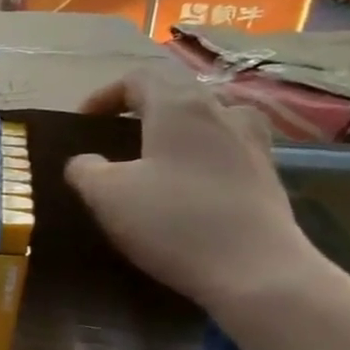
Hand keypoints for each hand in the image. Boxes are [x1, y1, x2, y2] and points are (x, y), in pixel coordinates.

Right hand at [66, 72, 320, 314]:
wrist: (256, 271)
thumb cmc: (172, 222)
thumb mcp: (106, 195)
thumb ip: (85, 169)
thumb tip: (84, 161)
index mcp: (179, 107)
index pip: (138, 78)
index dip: (104, 95)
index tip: (82, 122)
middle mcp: (221, 112)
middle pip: (176, 93)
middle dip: (140, 110)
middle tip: (114, 138)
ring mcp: (252, 142)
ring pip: (207, 118)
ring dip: (176, 129)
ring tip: (155, 157)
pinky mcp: (267, 175)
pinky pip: (226, 148)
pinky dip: (201, 155)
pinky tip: (188, 185)